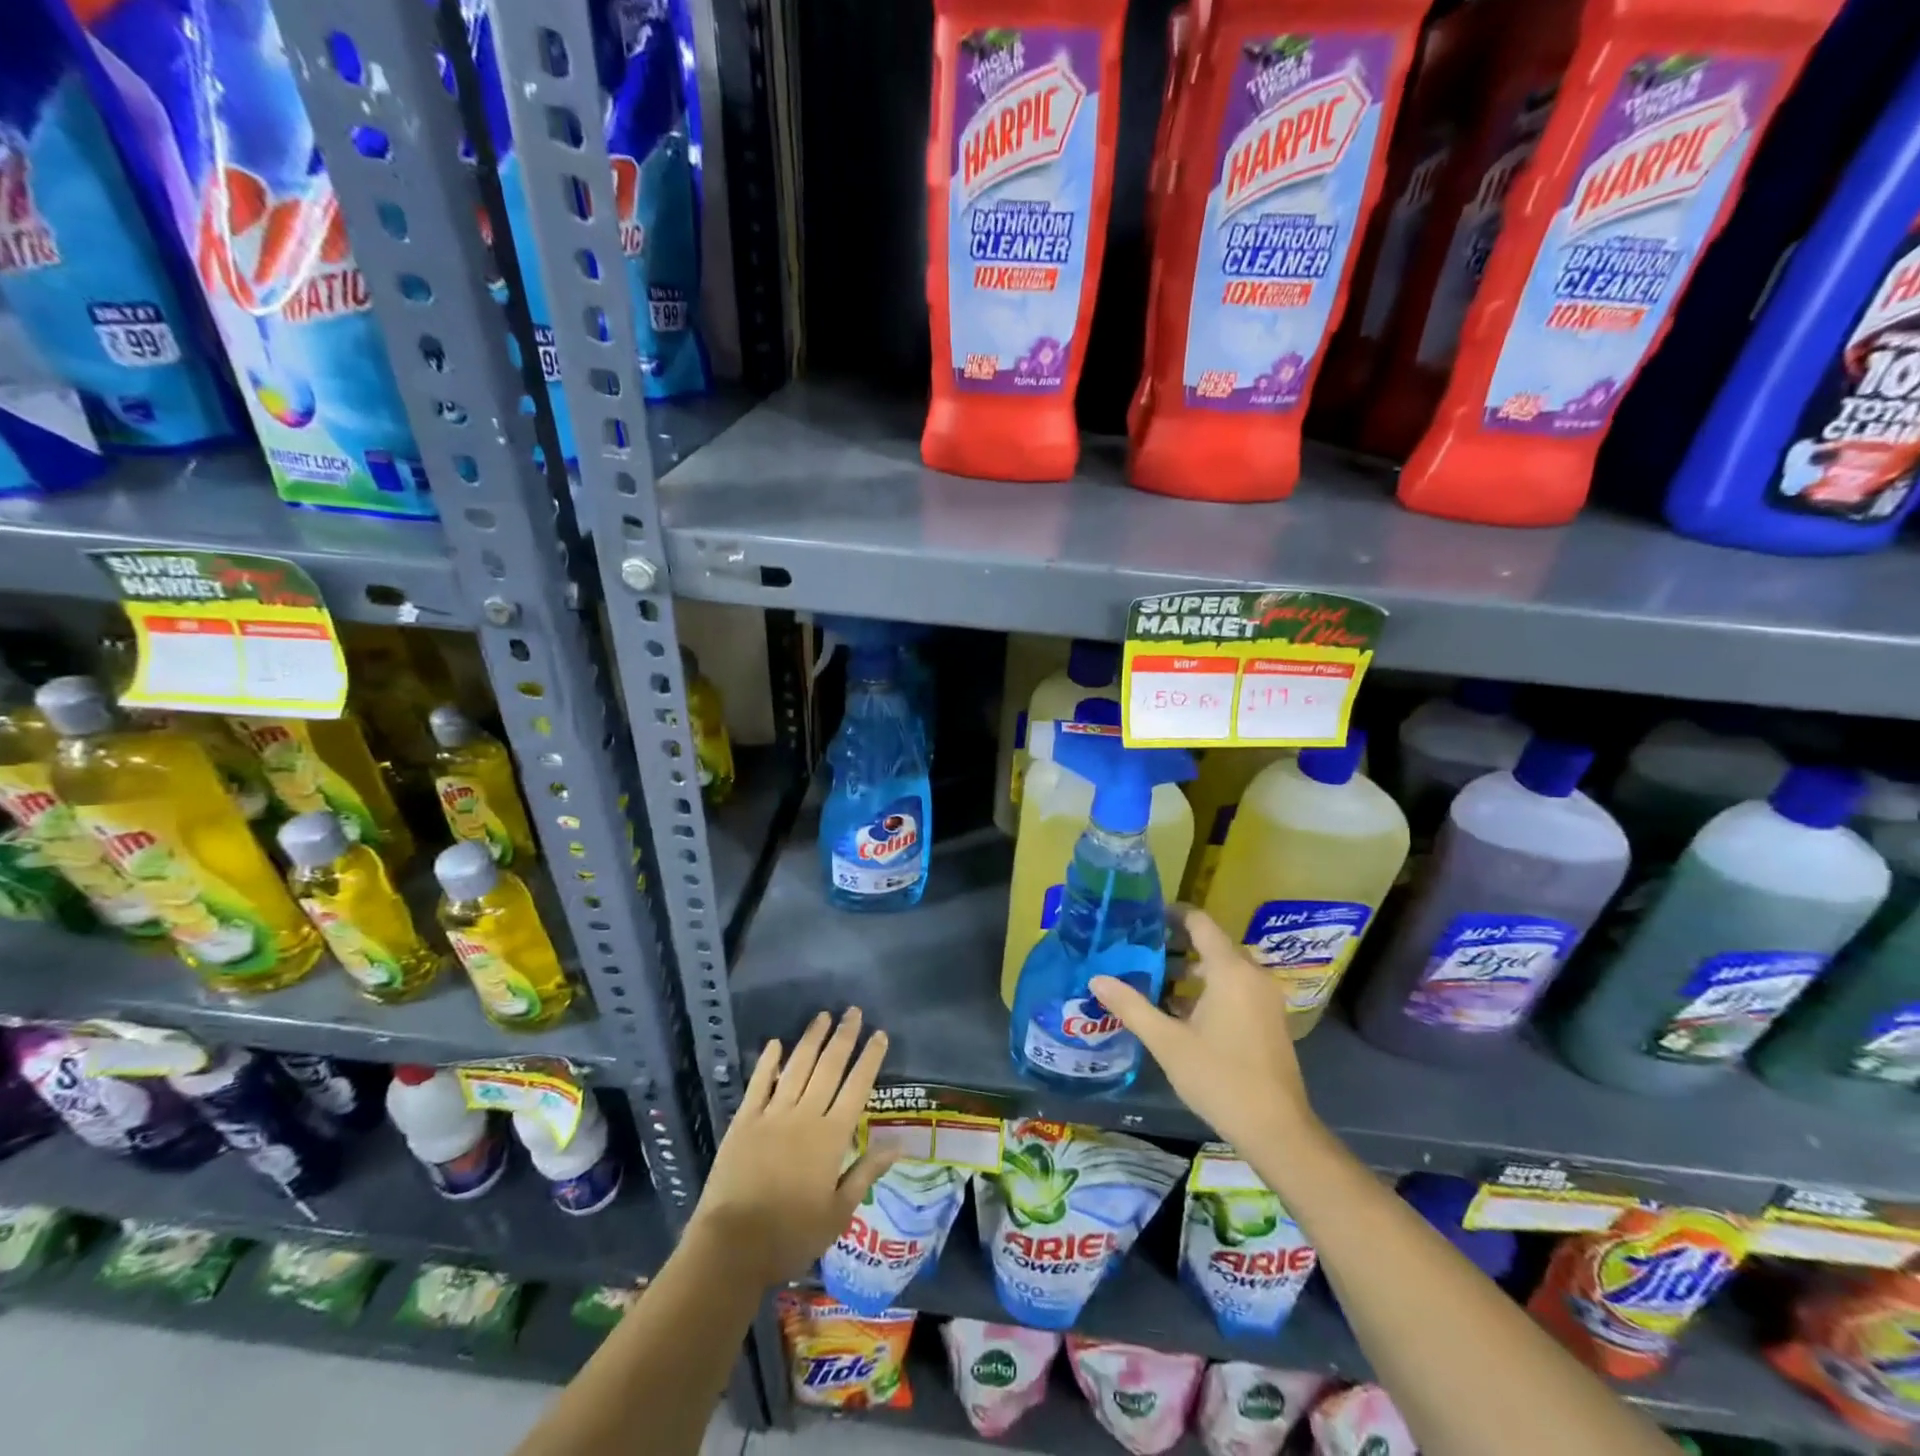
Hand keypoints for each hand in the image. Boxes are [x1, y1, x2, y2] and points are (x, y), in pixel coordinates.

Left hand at [690, 1008, 897, 1288]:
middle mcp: (805, 1115)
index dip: (869, 1058)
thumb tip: (898, 1144)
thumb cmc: (791, 1235)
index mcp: (831, 1137)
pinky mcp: (744, 1121)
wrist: (732, 1247)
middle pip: (829, 1067)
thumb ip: (866, 1173)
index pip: (857, 1087)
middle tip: (853, 1011)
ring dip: (811, 1039)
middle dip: (843, 1036)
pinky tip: (776, 1044)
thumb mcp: (838, 1213)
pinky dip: (768, 1062)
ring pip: (797, 1067)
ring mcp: (772, 1115)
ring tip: (822, 1016)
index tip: (879, 1034)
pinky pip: (759, 1083)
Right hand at [1092, 907, 1317, 1156]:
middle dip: (1176, 943)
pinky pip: (1235, 987)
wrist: (1277, 1130)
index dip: (1172, 914)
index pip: (1200, 922)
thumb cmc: (1219, 1078)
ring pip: (1223, 968)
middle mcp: (1252, 975)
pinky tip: (1180, 1010)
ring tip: (1153, 978)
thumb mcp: (1167, 1042)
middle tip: (1139, 948)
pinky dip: (1208, 988)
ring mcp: (1264, 998)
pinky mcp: (1268, 1019)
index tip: (1143, 916)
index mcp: (1230, 971)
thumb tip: (1096, 979)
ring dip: (1191, 969)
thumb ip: (1132, 1005)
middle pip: (1211, 943)